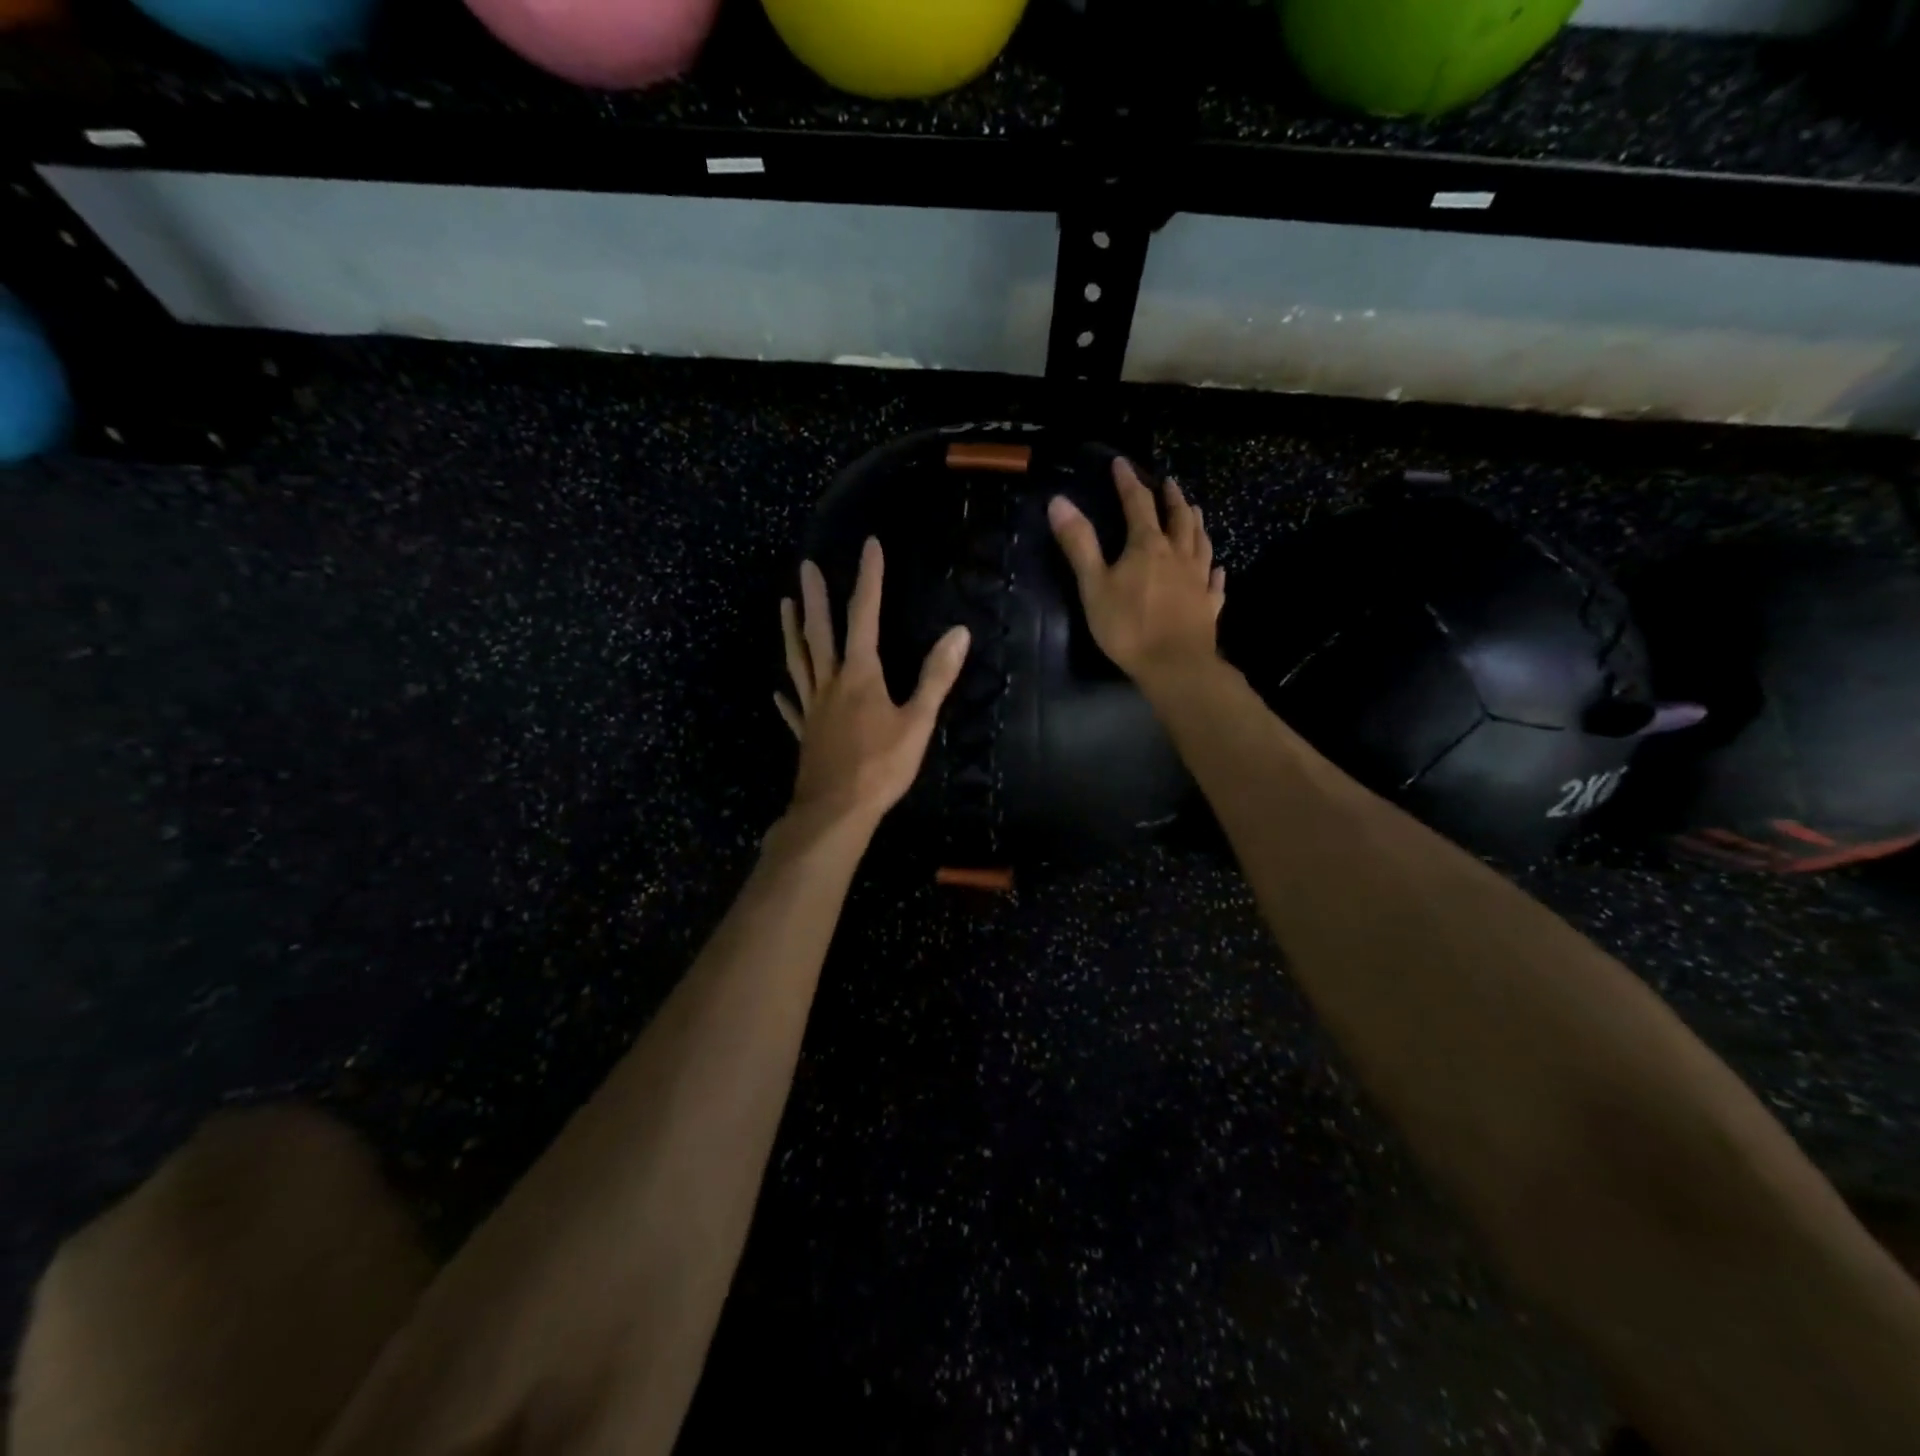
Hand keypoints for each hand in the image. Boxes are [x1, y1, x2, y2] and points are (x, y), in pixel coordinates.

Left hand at [776, 538, 970, 831]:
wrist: (836, 811)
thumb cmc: (880, 766)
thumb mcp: (917, 721)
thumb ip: (936, 677)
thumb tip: (959, 632)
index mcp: (860, 675)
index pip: (865, 616)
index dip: (869, 579)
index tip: (869, 546)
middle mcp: (831, 684)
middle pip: (820, 633)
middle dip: (816, 598)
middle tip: (805, 566)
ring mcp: (813, 709)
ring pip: (799, 662)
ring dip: (792, 633)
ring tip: (784, 608)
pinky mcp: (806, 734)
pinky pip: (793, 708)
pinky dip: (787, 696)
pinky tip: (777, 691)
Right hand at [1048, 458, 1225, 684]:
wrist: (1175, 665)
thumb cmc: (1128, 626)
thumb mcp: (1094, 584)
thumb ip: (1079, 544)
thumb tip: (1059, 501)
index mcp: (1148, 546)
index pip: (1138, 504)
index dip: (1128, 483)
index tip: (1121, 464)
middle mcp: (1178, 555)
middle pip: (1179, 518)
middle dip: (1171, 498)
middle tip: (1169, 482)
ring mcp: (1198, 580)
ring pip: (1201, 543)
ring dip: (1196, 523)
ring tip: (1195, 511)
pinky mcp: (1209, 605)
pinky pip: (1215, 582)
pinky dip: (1216, 571)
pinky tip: (1218, 569)